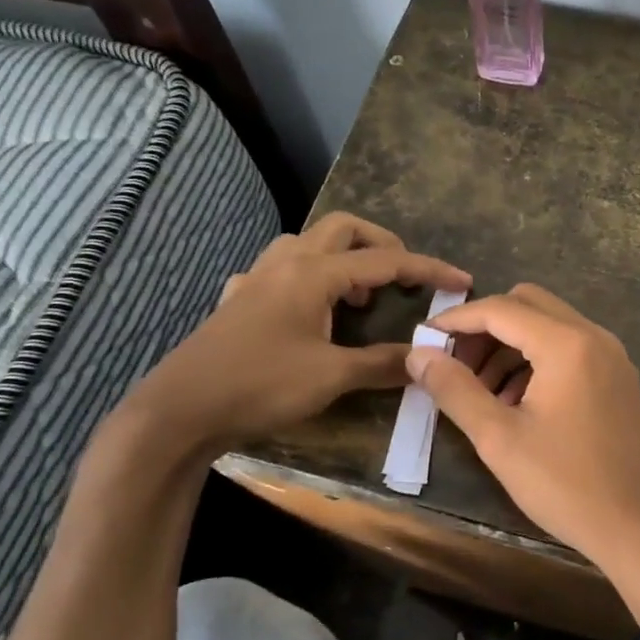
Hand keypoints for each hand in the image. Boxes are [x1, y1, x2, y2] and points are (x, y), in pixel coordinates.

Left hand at [118, 213, 469, 455]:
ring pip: (307, 243)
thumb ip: (381, 364)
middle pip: (343, 228)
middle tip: (403, 276)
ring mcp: (256, 278)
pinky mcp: (237, 300)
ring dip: (341, 257)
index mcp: (313, 273)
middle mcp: (286, 263)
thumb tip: (423, 361)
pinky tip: (306, 311)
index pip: (384, 261)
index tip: (460, 279)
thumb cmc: (260, 386)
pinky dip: (306, 278)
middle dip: (381, 244)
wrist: (178, 411)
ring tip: (358, 296)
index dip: (427, 268)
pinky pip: (279, 270)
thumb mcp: (330, 378)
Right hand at [408, 285, 639, 620]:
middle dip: (486, 327)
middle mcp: (595, 337)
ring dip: (511, 345)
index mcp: (567, 344)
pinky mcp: (619, 379)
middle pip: (528, 304)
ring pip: (550, 326)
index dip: (456, 320)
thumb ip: (455, 390)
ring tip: (482, 392)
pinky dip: (538, 360)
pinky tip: (518, 402)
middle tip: (455, 365)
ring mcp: (613, 357)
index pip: (501, 309)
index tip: (423, 341)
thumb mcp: (499, 440)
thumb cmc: (567, 486)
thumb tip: (418, 355)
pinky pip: (571, 349)